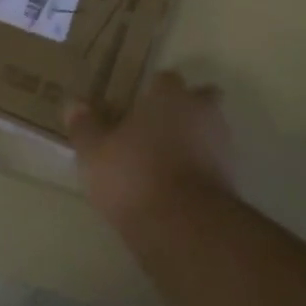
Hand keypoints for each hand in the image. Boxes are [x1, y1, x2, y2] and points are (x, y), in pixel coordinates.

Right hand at [67, 71, 233, 227]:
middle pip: (199, 98)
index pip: (164, 79)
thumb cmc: (134, 176)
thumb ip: (85, 126)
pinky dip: (200, 167)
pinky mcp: (231, 177)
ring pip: (209, 130)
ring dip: (194, 138)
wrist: (184, 225)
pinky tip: (178, 184)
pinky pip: (213, 161)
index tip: (134, 107)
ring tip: (165, 160)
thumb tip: (73, 104)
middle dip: (184, 108)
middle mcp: (201, 112)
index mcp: (169, 97)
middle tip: (157, 127)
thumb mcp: (94, 152)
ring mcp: (222, 144)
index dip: (150, 91)